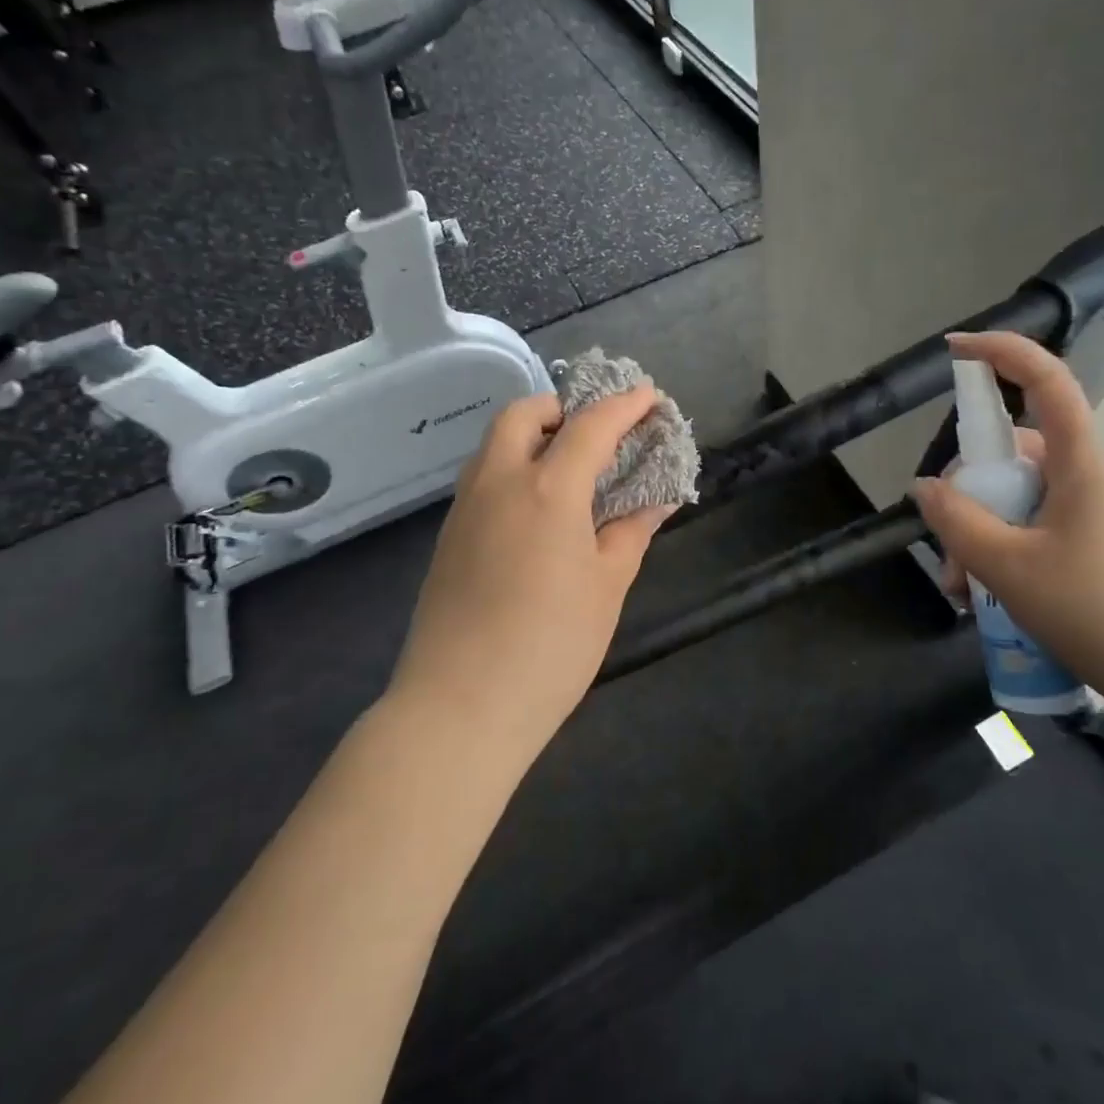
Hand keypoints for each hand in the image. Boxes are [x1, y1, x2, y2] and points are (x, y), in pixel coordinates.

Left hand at [390, 386, 673, 761]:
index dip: (625, 406)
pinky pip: (483, 478)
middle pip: (524, 414)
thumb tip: (655, 501)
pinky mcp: (448, 537)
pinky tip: (537, 509)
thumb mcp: (606, 587)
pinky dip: (514, 468)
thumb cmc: (549, 646)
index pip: (590, 426)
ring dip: (534, 435)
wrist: (458, 706)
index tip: (650, 397)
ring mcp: (465, 508)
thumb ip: (630, 532)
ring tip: (570, 466)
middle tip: (597, 431)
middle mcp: (499, 482)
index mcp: (546, 488)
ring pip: (496, 444)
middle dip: (563, 407)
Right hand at [911, 332, 1103, 679]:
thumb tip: (926, 487)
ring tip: (962, 588)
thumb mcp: (1007, 566)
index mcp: (1080, 464)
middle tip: (946, 550)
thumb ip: (958, 521)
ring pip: (1018, 498)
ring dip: (979, 533)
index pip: (1047, 382)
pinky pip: (1034, 526)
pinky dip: (1002, 550)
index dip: (1003, 352)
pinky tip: (984, 595)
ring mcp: (1093, 511)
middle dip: (968, 495)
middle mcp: (1089, 477)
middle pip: (1013, 454)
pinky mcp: (1094, 543)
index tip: (955, 349)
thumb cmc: (1093, 611)